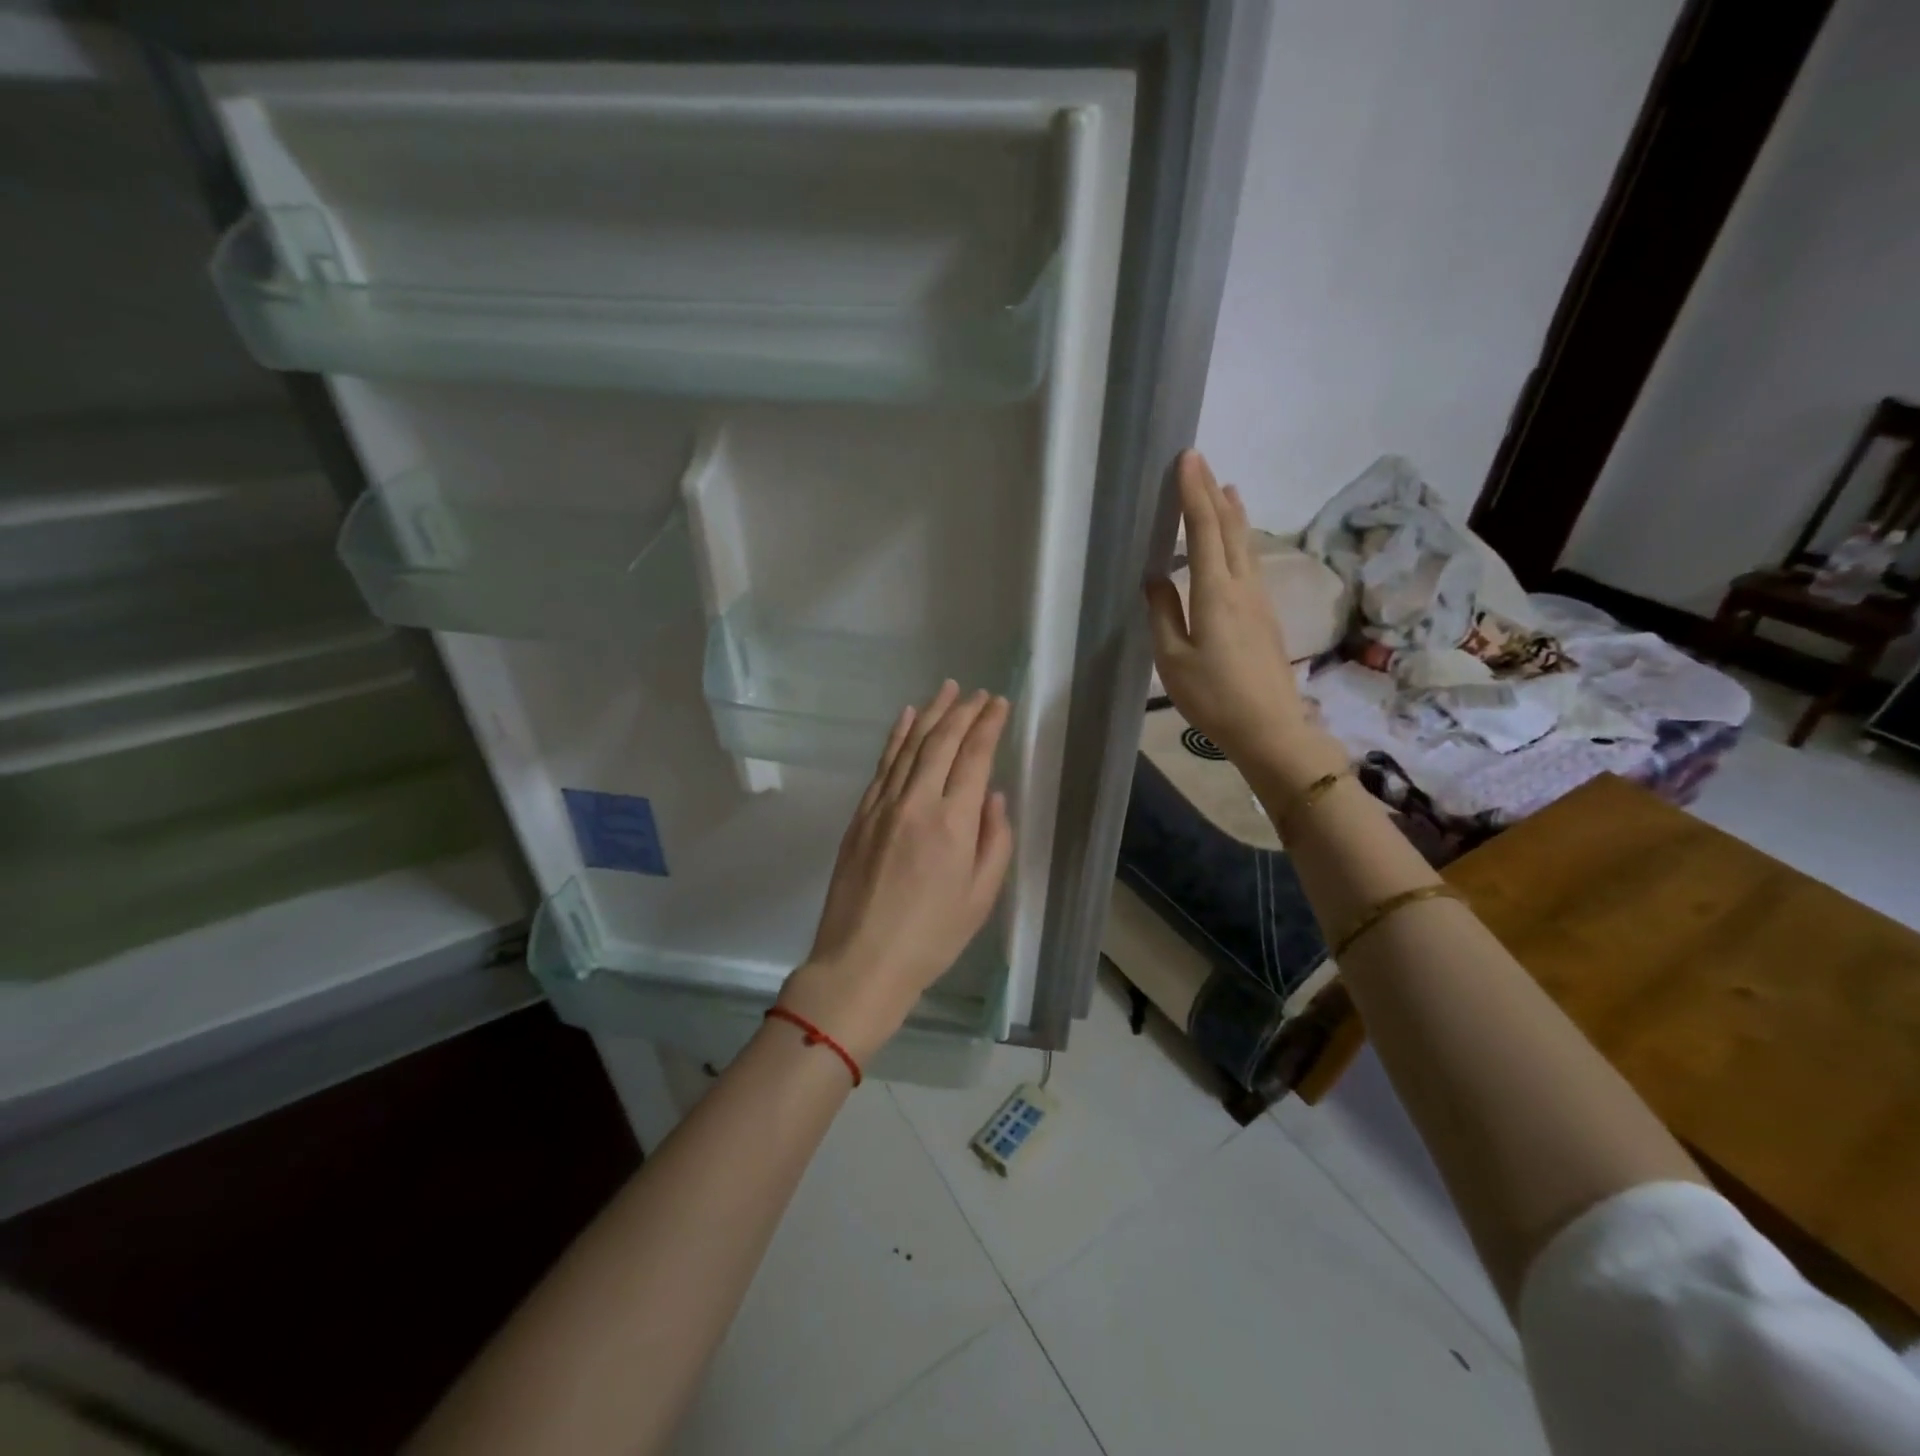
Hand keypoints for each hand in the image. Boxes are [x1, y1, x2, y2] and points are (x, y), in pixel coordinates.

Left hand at [780, 682, 1014, 1063]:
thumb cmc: (932, 937)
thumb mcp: (981, 897)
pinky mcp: (860, 815)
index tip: (1000, 703)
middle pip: (941, 741)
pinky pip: (882, 764)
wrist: (861, 961)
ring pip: (909, 745)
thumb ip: (995, 840)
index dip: (989, 725)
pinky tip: (906, 717)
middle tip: (979, 693)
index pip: (974, 757)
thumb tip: (992, 796)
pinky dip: (896, 736)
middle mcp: (916, 802)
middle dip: (963, 711)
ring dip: (930, 713)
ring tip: (947, 689)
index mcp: (953, 823)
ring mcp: (882, 805)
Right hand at [1146, 450, 1313, 764]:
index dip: (1194, 493)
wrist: (1269, 728)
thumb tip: (1155, 578)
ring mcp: (1259, 599)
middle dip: (1213, 493)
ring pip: (1245, 544)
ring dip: (1233, 513)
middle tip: (1200, 463)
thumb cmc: (1214, 696)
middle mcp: (1242, 586)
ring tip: (1227, 488)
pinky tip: (1236, 541)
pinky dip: (1239, 539)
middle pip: (1229, 529)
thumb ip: (1163, 614)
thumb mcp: (1173, 659)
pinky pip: (1250, 562)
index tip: (1187, 459)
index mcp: (1215, 593)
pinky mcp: (1265, 615)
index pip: (1203, 531)